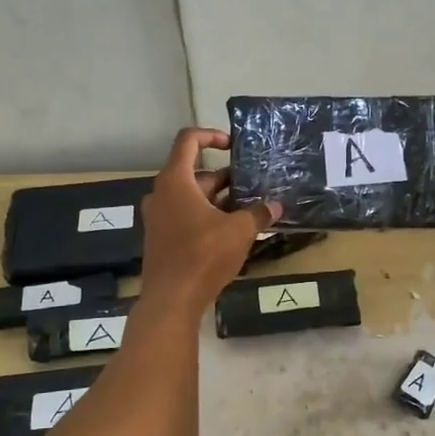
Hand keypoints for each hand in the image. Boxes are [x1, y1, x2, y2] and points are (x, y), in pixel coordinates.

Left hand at [137, 128, 281, 314]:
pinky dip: (206, 215)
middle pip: (194, 172)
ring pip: (191, 196)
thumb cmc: (203, 255)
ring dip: (218, 199)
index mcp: (175, 181)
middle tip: (252, 185)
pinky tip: (231, 231)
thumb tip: (275, 207)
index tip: (233, 145)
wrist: (171, 300)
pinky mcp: (161, 237)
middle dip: (225, 177)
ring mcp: (158, 217)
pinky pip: (185, 215)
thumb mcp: (239, 231)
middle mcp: (161, 193)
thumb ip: (258, 214)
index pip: (188, 140)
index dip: (211, 135)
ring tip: (248, 208)